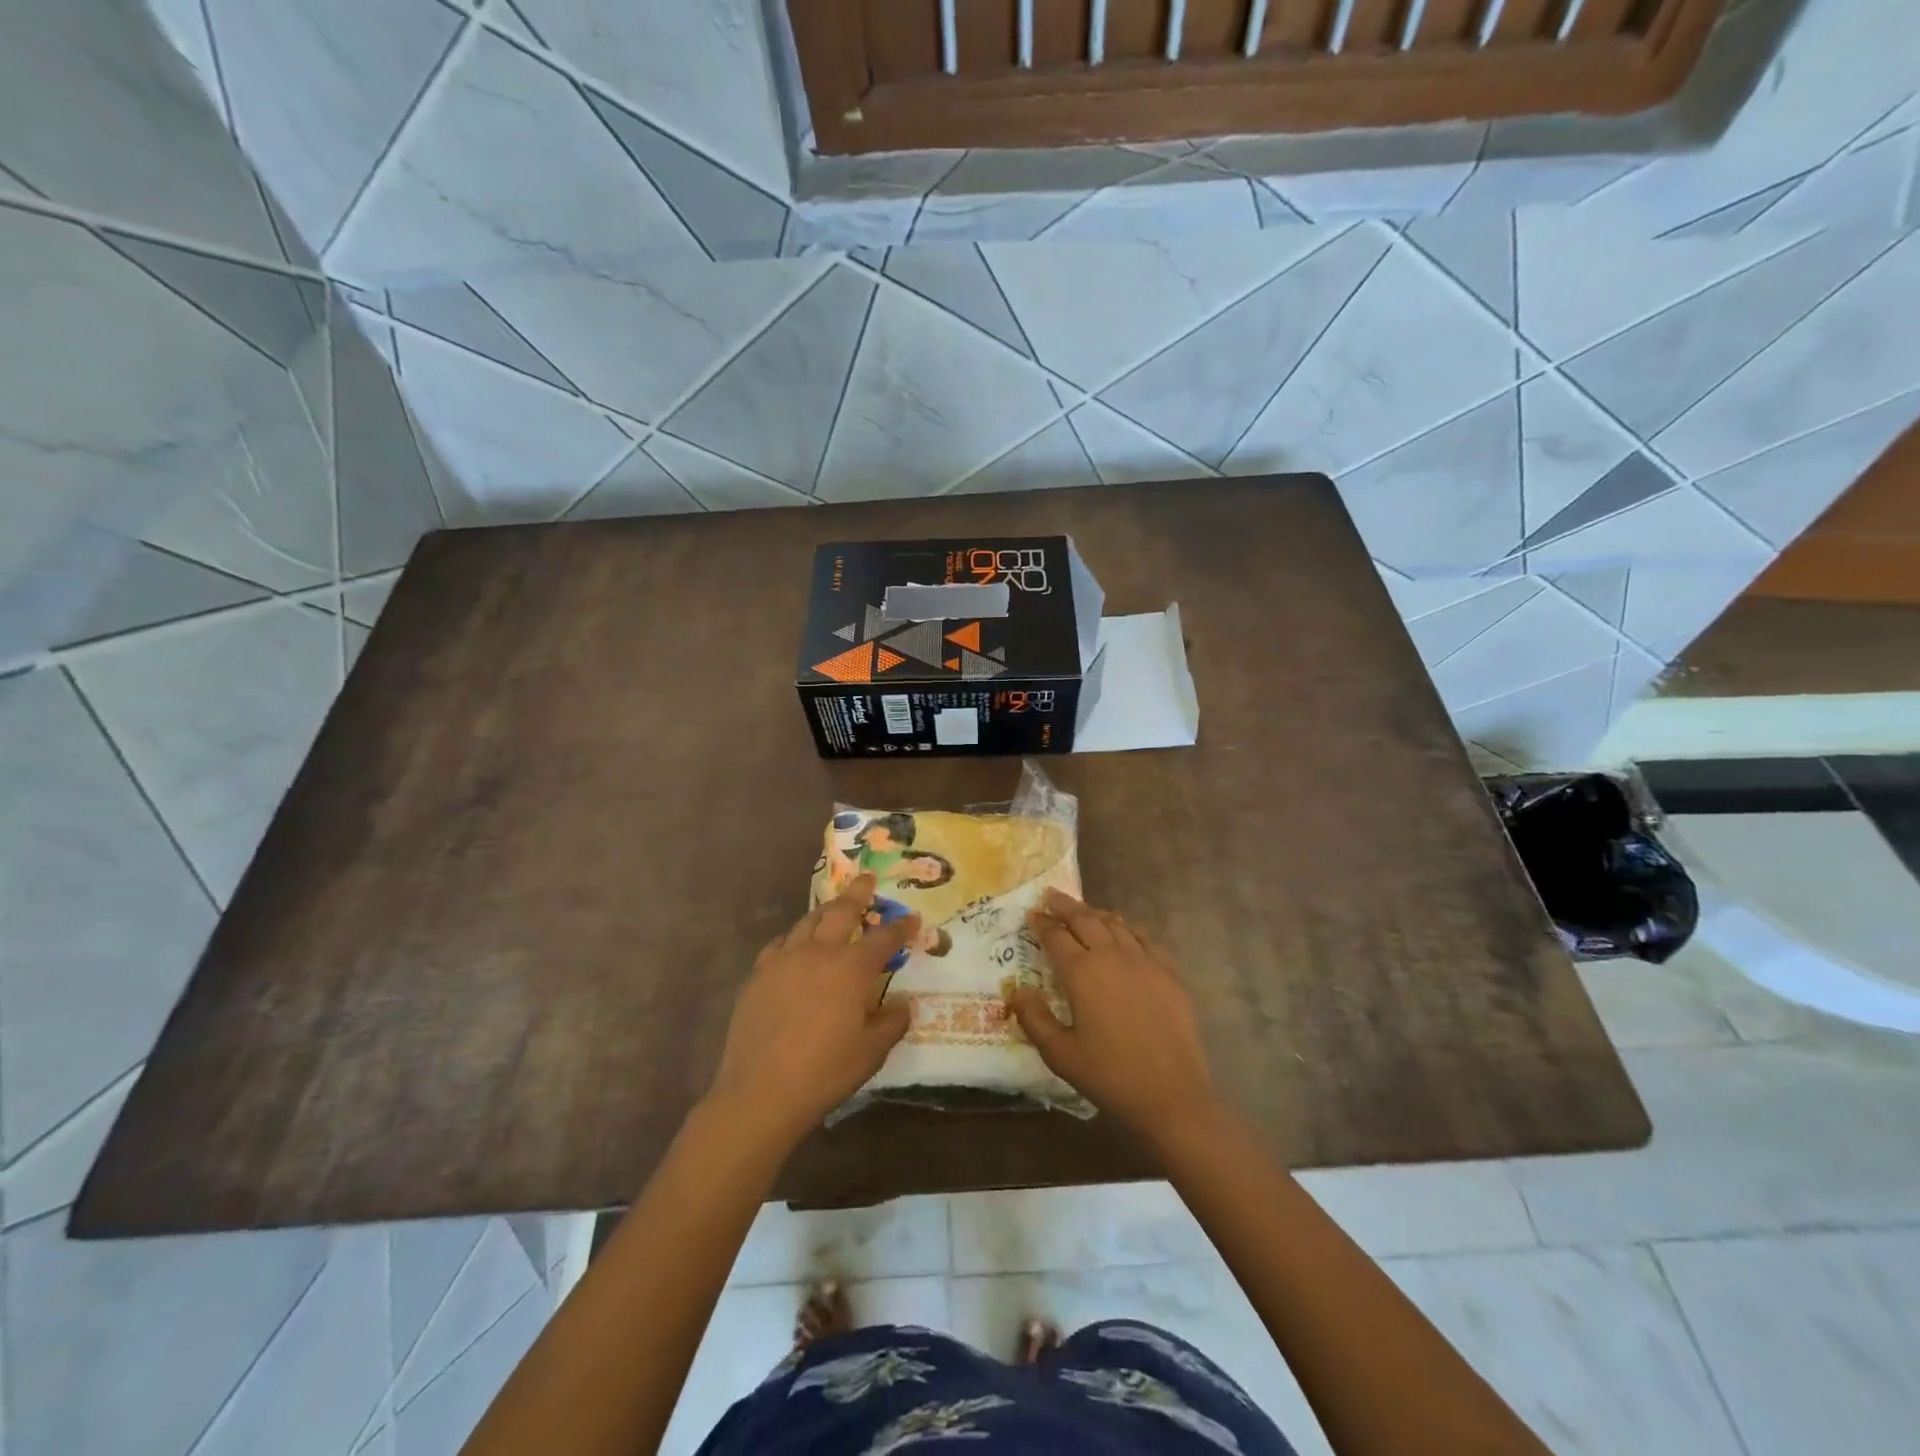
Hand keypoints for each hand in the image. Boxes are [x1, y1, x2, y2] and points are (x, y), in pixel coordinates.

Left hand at [705, 875, 915, 1141]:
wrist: (761, 1092)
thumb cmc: (825, 1071)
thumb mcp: (872, 1052)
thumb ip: (892, 1022)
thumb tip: (903, 1003)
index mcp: (852, 969)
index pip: (884, 938)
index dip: (901, 927)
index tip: (912, 919)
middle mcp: (819, 953)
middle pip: (841, 911)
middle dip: (858, 892)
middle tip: (866, 878)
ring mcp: (784, 960)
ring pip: (807, 922)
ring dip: (824, 911)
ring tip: (832, 908)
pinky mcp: (758, 975)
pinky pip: (779, 944)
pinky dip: (793, 939)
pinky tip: (794, 947)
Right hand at [1010, 891, 1220, 1139]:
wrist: (1171, 1095)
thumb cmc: (1109, 1076)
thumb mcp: (1060, 1054)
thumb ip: (1034, 1018)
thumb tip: (1018, 990)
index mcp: (1082, 973)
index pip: (1056, 936)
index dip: (1041, 923)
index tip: (1031, 914)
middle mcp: (1112, 956)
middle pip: (1085, 919)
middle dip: (1064, 906)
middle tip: (1050, 897)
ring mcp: (1144, 961)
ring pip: (1115, 923)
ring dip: (1094, 913)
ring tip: (1082, 910)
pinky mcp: (1168, 972)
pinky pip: (1144, 937)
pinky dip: (1127, 927)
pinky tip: (1123, 930)